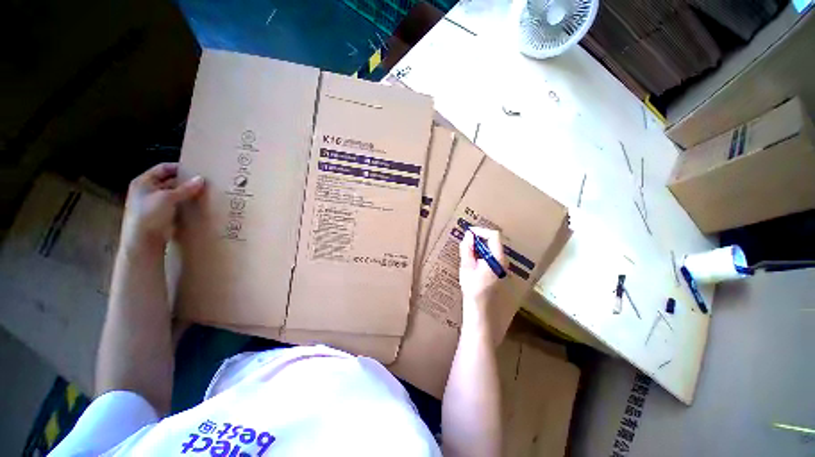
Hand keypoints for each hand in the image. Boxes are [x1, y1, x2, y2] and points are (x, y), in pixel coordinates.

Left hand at [121, 163, 204, 253]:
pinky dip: (187, 205)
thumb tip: (201, 179)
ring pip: (175, 195)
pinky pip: (178, 206)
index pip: (163, 168)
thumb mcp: (167, 198)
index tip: (196, 170)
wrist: (143, 241)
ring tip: (205, 193)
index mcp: (144, 182)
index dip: (179, 167)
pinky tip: (199, 205)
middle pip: (170, 181)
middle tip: (204, 182)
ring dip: (188, 194)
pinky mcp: (163, 216)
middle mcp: (148, 191)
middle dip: (186, 182)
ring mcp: (155, 204)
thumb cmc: (149, 215)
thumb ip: (185, 188)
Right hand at [459, 227, 506, 312]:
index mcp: (497, 258)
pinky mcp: (498, 273)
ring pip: (492, 250)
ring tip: (466, 251)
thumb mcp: (467, 267)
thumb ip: (467, 249)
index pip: (493, 235)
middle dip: (479, 238)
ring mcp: (502, 267)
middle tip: (465, 242)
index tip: (468, 232)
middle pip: (493, 242)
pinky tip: (472, 261)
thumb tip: (468, 235)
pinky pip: (491, 257)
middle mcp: (503, 261)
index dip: (481, 231)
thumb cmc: (473, 289)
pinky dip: (481, 254)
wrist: (482, 311)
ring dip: (479, 247)